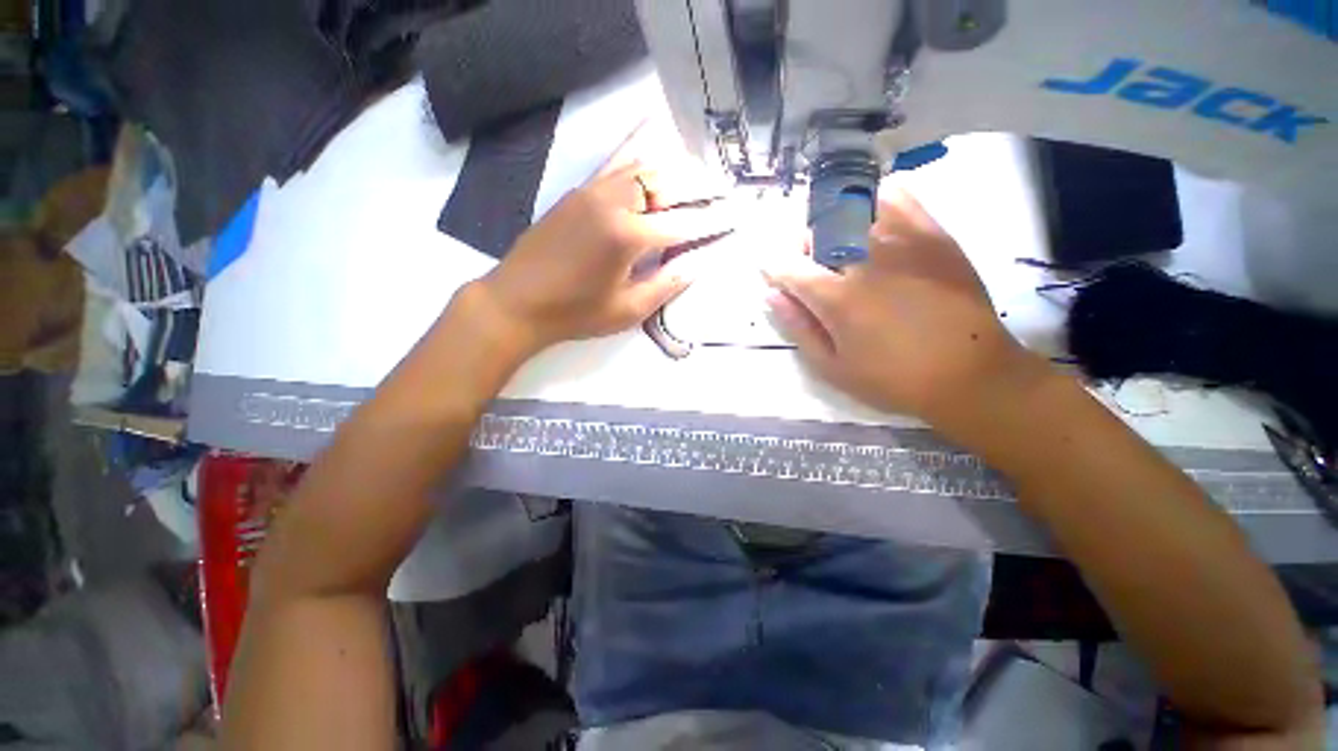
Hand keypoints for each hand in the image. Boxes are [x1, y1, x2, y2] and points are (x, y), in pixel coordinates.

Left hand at [468, 159, 732, 355]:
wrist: (517, 302)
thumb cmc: (575, 313)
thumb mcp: (627, 310)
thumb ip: (666, 284)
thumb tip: (698, 264)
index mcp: (629, 236)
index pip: (684, 224)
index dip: (714, 222)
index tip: (738, 215)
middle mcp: (614, 202)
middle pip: (668, 184)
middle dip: (702, 186)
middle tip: (727, 189)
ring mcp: (593, 190)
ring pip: (644, 167)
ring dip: (676, 169)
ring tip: (700, 173)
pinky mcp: (579, 191)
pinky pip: (616, 163)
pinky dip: (640, 151)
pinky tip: (654, 139)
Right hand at [764, 187, 1046, 428]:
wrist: (970, 374)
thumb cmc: (893, 379)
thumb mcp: (832, 367)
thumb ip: (798, 327)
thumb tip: (771, 294)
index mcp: (837, 297)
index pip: (787, 266)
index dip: (774, 270)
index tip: (777, 280)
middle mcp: (865, 259)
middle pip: (815, 231)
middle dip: (802, 248)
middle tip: (811, 270)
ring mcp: (902, 241)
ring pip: (850, 209)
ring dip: (833, 225)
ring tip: (841, 248)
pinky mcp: (932, 233)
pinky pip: (896, 197)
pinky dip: (874, 201)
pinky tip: (871, 222)